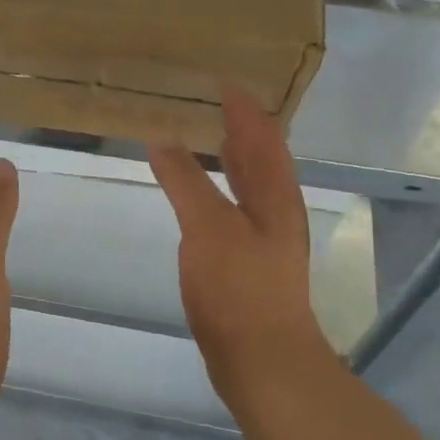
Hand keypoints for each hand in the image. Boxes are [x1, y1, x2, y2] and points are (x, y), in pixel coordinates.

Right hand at [148, 88, 333, 404]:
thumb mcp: (208, 226)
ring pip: (251, 184)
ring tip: (211, 136)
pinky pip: (236, 207)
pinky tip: (202, 194)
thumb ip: (186, 181)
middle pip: (263, 157)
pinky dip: (221, 188)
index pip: (262, 137)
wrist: (262, 359)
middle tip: (217, 102)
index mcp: (275, 194)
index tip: (225, 81)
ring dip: (234, 157)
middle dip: (243, 128)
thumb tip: (163, 140)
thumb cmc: (239, 287)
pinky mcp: (250, 261)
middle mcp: (276, 210)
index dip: (245, 108)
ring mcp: (266, 237)